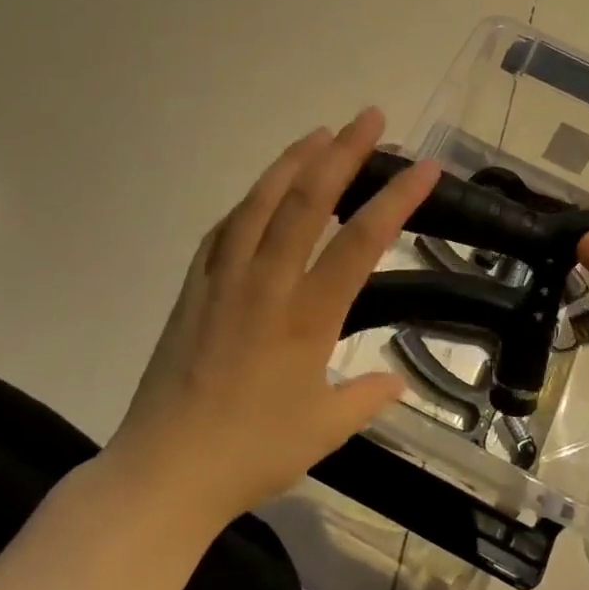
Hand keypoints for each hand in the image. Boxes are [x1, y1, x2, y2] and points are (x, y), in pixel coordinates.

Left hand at [110, 108, 440, 523]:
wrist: (163, 472)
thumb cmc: (250, 454)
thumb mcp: (323, 431)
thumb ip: (365, 398)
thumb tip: (396, 380)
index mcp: (306, 317)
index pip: (361, 242)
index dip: (397, 199)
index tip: (425, 166)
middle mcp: (265, 284)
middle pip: (306, 201)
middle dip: (343, 153)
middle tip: (369, 117)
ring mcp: (223, 280)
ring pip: (260, 203)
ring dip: (292, 162)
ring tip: (319, 133)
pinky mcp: (192, 288)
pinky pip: (223, 231)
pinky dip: (247, 203)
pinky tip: (260, 193)